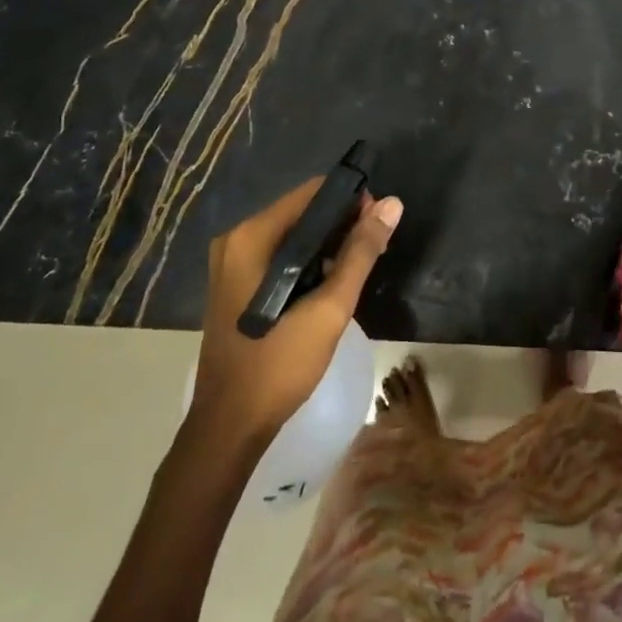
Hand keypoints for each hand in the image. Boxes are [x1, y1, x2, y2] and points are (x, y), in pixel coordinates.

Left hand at [191, 179, 402, 445]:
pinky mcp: (235, 284)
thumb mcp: (329, 308)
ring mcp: (231, 263)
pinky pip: (280, 256)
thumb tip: (392, 203)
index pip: (312, 193)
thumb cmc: (278, 365)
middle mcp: (236, 240)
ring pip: (292, 235)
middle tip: (376, 246)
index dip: (351, 200)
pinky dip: (308, 261)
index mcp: (251, 237)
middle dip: (342, 223)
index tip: (380, 222)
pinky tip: (331, 282)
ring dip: (328, 244)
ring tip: (360, 264)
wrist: (229, 428)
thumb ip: (361, 252)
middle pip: (302, 212)